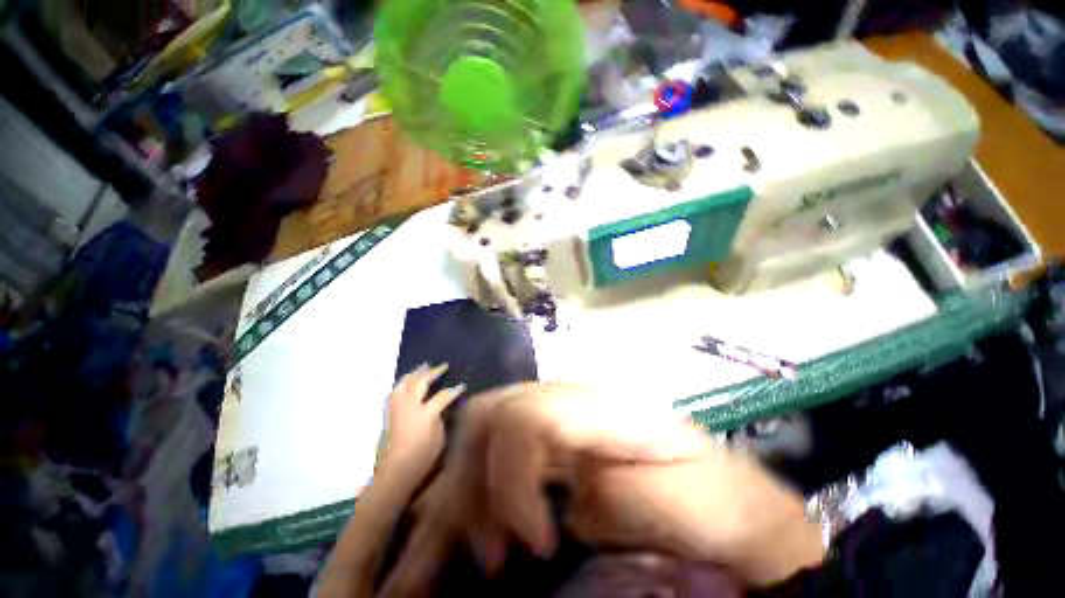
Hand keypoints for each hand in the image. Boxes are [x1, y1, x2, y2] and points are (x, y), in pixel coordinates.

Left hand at [378, 363, 463, 484]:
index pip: (443, 395)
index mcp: (425, 413)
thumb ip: (439, 418)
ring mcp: (397, 409)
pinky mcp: (389, 414)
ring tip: (423, 367)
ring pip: (405, 384)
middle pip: (420, 383)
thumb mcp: (438, 438)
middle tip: (442, 366)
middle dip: (432, 373)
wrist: (395, 472)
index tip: (462, 385)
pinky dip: (403, 383)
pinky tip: (406, 381)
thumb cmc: (422, 458)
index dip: (454, 390)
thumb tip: (439, 408)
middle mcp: (409, 407)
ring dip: (415, 373)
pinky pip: (396, 392)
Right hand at [378, 383, 710, 596]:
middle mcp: (569, 399)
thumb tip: (563, 504)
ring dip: (468, 488)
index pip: (528, 415)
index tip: (532, 546)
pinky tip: (483, 530)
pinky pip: (497, 449)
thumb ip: (614, 495)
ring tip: (486, 551)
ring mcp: (557, 415)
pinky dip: (479, 489)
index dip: (511, 475)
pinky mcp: (553, 440)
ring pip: (485, 428)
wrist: (723, 490)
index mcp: (602, 406)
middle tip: (492, 551)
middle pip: (493, 412)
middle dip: (474, 478)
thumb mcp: (675, 500)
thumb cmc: (710, 495)